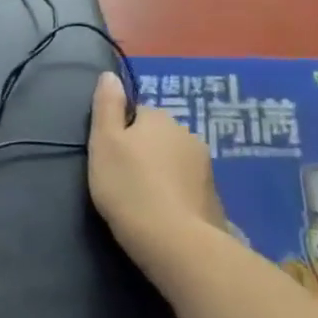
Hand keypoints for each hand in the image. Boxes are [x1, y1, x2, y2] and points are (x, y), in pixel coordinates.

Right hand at [86, 70, 223, 266]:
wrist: (175, 242)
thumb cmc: (128, 185)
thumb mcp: (103, 141)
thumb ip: (107, 106)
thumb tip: (110, 75)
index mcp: (161, 119)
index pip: (136, 112)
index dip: (120, 131)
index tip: (109, 155)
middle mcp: (188, 136)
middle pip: (158, 135)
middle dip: (143, 150)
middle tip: (121, 177)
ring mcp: (206, 169)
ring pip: (174, 161)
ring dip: (160, 172)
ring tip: (141, 198)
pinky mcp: (214, 199)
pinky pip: (186, 186)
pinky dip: (174, 193)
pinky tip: (162, 212)